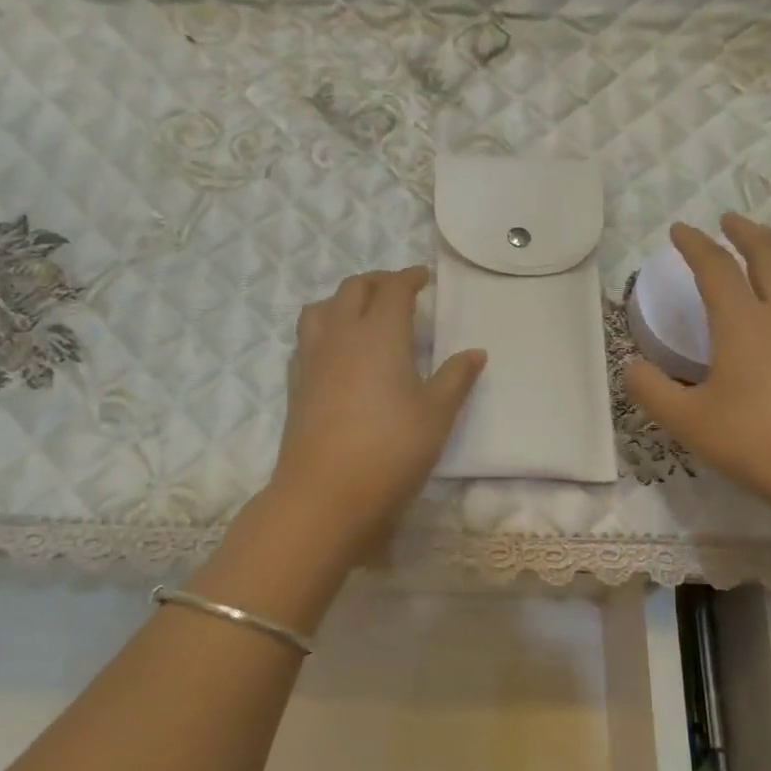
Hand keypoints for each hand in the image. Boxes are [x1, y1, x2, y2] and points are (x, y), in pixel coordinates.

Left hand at [271, 267, 484, 551]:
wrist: (326, 492)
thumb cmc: (391, 449)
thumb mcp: (436, 414)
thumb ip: (455, 378)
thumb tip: (475, 352)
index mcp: (379, 334)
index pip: (393, 289)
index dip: (409, 278)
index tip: (423, 278)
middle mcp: (341, 335)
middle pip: (353, 289)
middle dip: (376, 282)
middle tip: (397, 290)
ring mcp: (312, 359)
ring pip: (320, 309)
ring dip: (342, 301)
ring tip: (359, 313)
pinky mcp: (296, 384)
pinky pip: (306, 340)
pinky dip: (323, 331)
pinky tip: (334, 352)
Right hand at [628, 214, 770, 518]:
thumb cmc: (755, 443)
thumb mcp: (687, 421)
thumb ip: (651, 390)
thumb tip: (631, 366)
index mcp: (744, 323)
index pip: (715, 268)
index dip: (695, 245)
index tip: (680, 230)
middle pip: (769, 254)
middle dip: (746, 232)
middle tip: (730, 220)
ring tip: (769, 243)